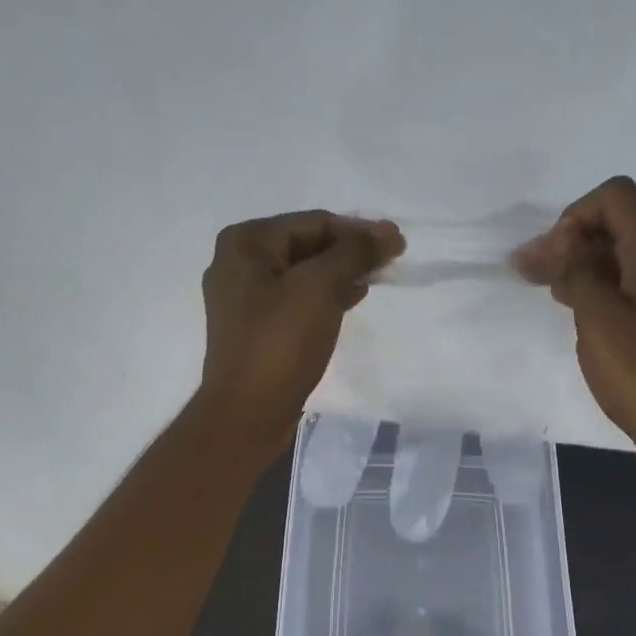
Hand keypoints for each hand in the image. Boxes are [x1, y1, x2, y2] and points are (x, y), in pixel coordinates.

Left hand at [197, 210, 404, 452]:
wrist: (247, 413)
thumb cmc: (280, 344)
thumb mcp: (320, 288)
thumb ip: (354, 253)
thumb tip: (387, 231)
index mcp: (245, 243)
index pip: (314, 222)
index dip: (358, 230)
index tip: (397, 243)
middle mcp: (238, 263)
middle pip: (306, 245)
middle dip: (349, 251)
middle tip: (390, 261)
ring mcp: (243, 298)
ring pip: (303, 274)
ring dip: (340, 273)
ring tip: (376, 279)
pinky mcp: (255, 328)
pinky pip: (295, 299)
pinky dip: (324, 296)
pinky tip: (351, 300)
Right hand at [514, 176, 635, 473]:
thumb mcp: (597, 317)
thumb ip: (576, 270)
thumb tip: (563, 243)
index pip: (615, 197)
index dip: (573, 217)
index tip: (552, 258)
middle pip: (620, 224)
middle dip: (572, 242)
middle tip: (531, 273)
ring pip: (627, 255)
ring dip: (586, 265)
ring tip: (550, 291)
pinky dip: (606, 286)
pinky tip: (582, 312)